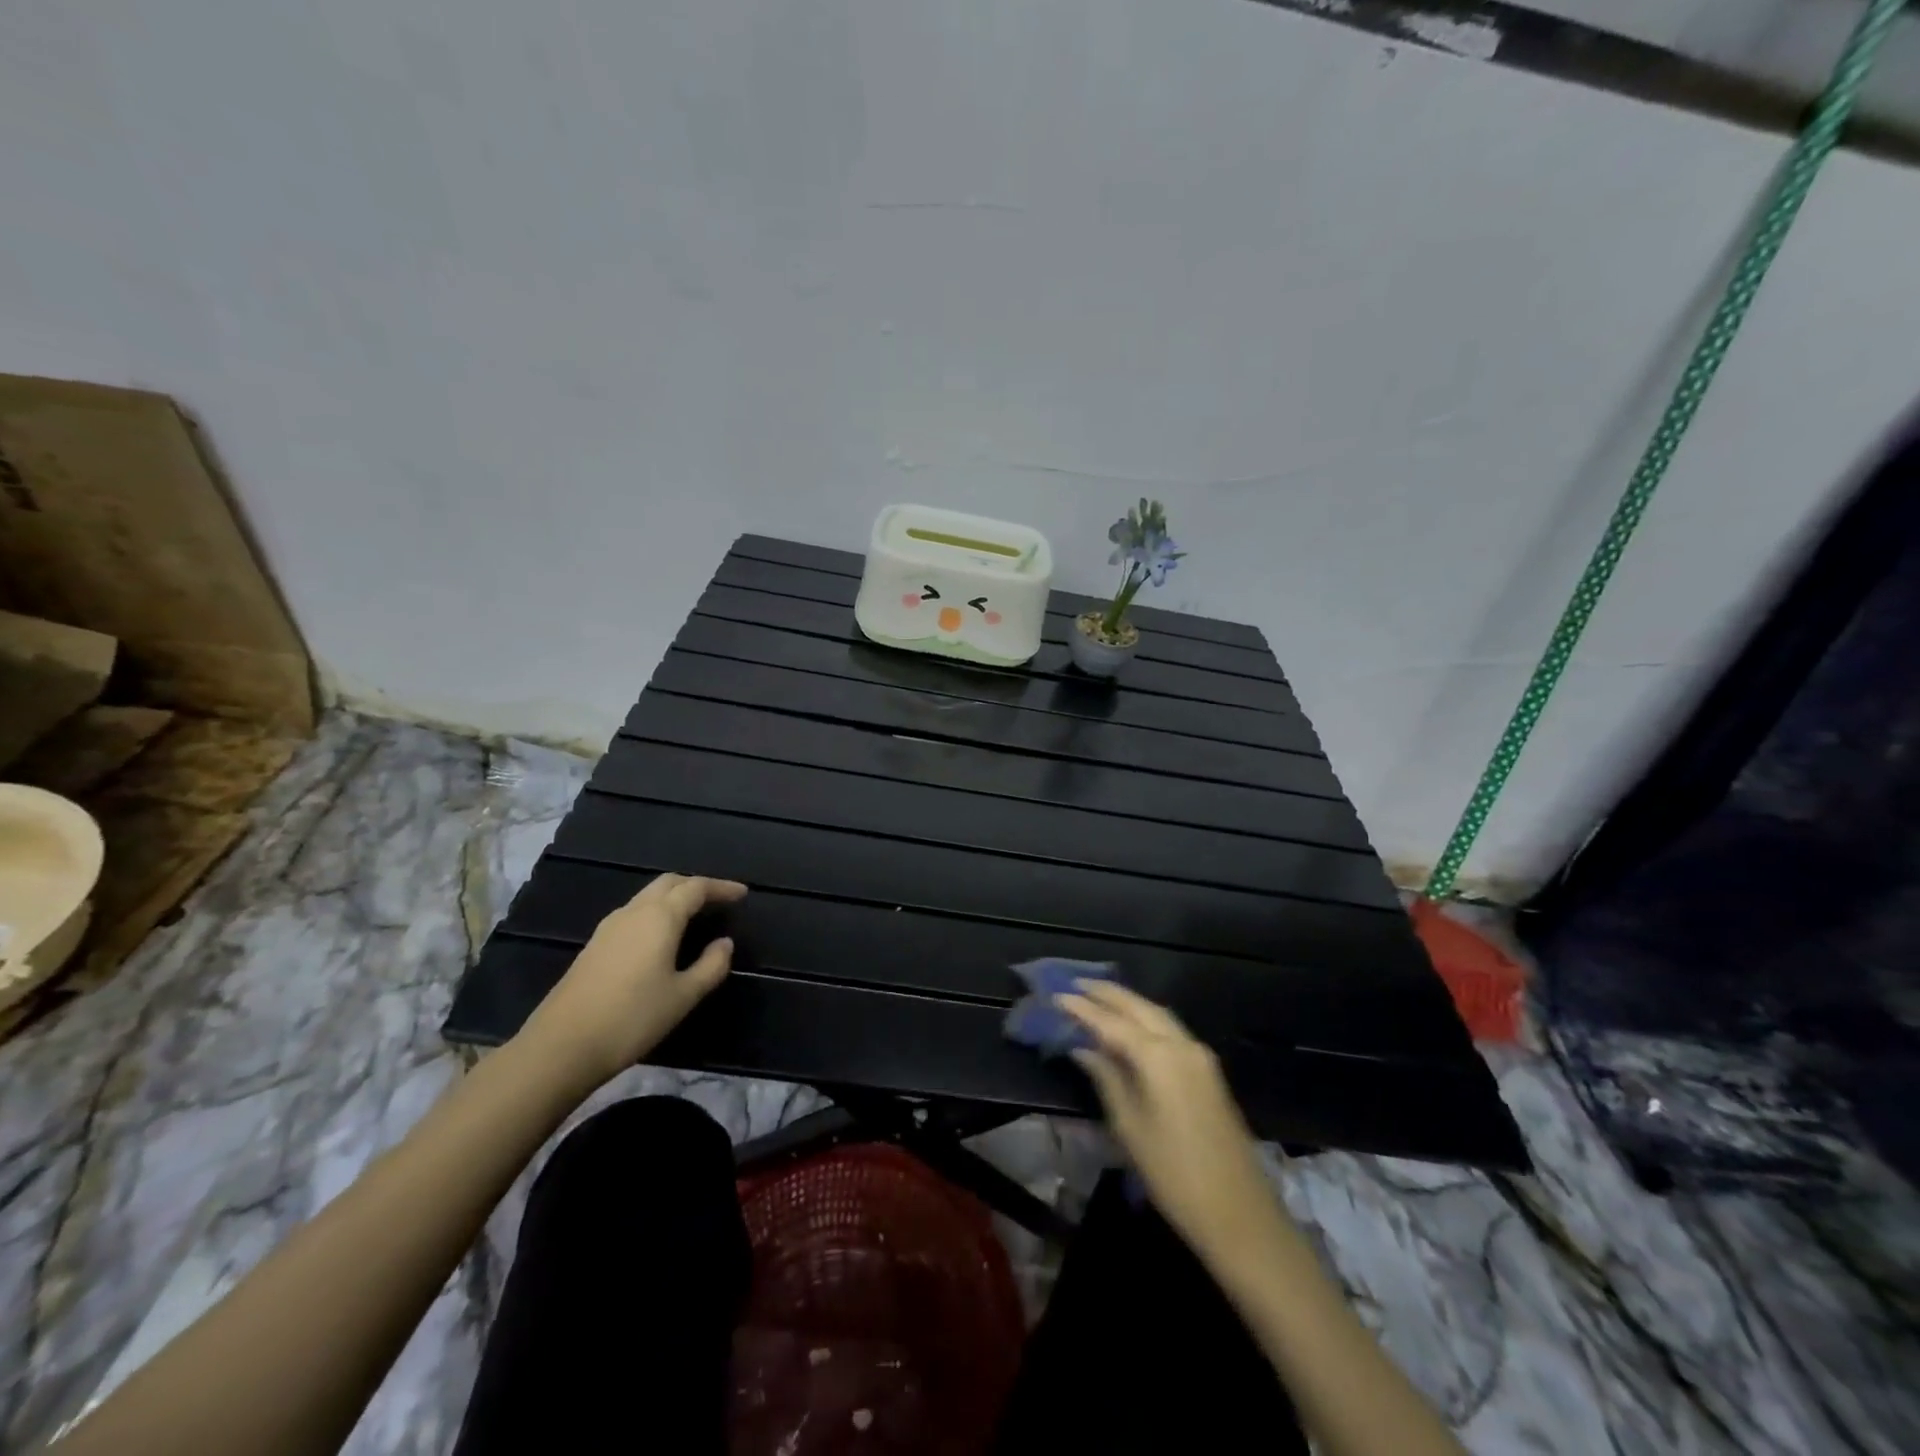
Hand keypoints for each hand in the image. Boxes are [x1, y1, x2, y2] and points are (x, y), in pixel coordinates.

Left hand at [519, 874, 746, 1084]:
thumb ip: (711, 966)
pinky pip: (633, 913)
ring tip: (694, 916)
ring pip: (647, 896)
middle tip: (718, 900)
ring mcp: (609, 927)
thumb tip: (725, 943)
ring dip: (674, 897)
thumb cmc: (632, 1018)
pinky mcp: (594, 945)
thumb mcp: (683, 996)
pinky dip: (655, 913)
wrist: (561, 1046)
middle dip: (696, 886)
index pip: (696, 888)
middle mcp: (634, 912)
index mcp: (660, 917)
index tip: (742, 894)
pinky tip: (660, 938)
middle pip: (669, 883)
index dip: (722, 887)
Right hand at [1059, 981, 1285, 1258]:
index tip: (1056, 994)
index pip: (1112, 1021)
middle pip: (1139, 1007)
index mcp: (1159, 1056)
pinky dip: (1146, 1019)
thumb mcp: (1129, 1126)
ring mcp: (1200, 1056)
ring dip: (1128, 1002)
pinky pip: (1171, 1029)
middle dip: (1107, 993)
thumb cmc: (1174, 1174)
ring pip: (1158, 1014)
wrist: (1239, 1214)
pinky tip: (1130, 1025)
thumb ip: (1106, 1078)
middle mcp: (1182, 1044)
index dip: (1082, 1008)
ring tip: (1098, 997)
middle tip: (1075, 984)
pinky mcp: (1208, 1071)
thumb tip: (1082, 1048)